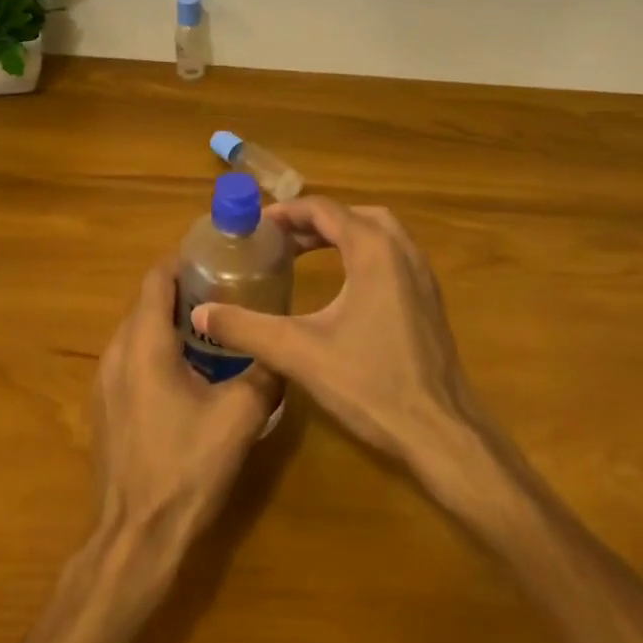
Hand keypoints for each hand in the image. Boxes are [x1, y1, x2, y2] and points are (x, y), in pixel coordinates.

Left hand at [92, 256, 279, 552]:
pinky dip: (158, 348)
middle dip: (185, 289)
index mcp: (144, 342)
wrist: (135, 539)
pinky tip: (190, 371)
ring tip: (215, 326)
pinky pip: (132, 358)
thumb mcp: (239, 417)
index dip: (185, 259)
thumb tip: (286, 348)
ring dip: (171, 320)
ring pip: (139, 330)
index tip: (218, 255)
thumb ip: (265, 373)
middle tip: (228, 288)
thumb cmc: (185, 469)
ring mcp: (105, 380)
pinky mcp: (106, 406)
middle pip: (148, 301)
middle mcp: (116, 351)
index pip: (157, 277)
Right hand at [190, 197, 478, 469]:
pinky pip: (391, 255)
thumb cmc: (370, 384)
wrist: (441, 432)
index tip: (256, 226)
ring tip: (305, 253)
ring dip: (340, 235)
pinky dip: (362, 253)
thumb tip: (201, 312)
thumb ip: (246, 328)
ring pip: (376, 232)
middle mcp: (401, 250)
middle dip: (312, 222)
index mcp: (373, 249)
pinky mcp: (430, 298)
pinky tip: (343, 286)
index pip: (324, 210)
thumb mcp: (299, 353)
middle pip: (351, 215)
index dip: (286, 213)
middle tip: (278, 241)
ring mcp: (422, 273)